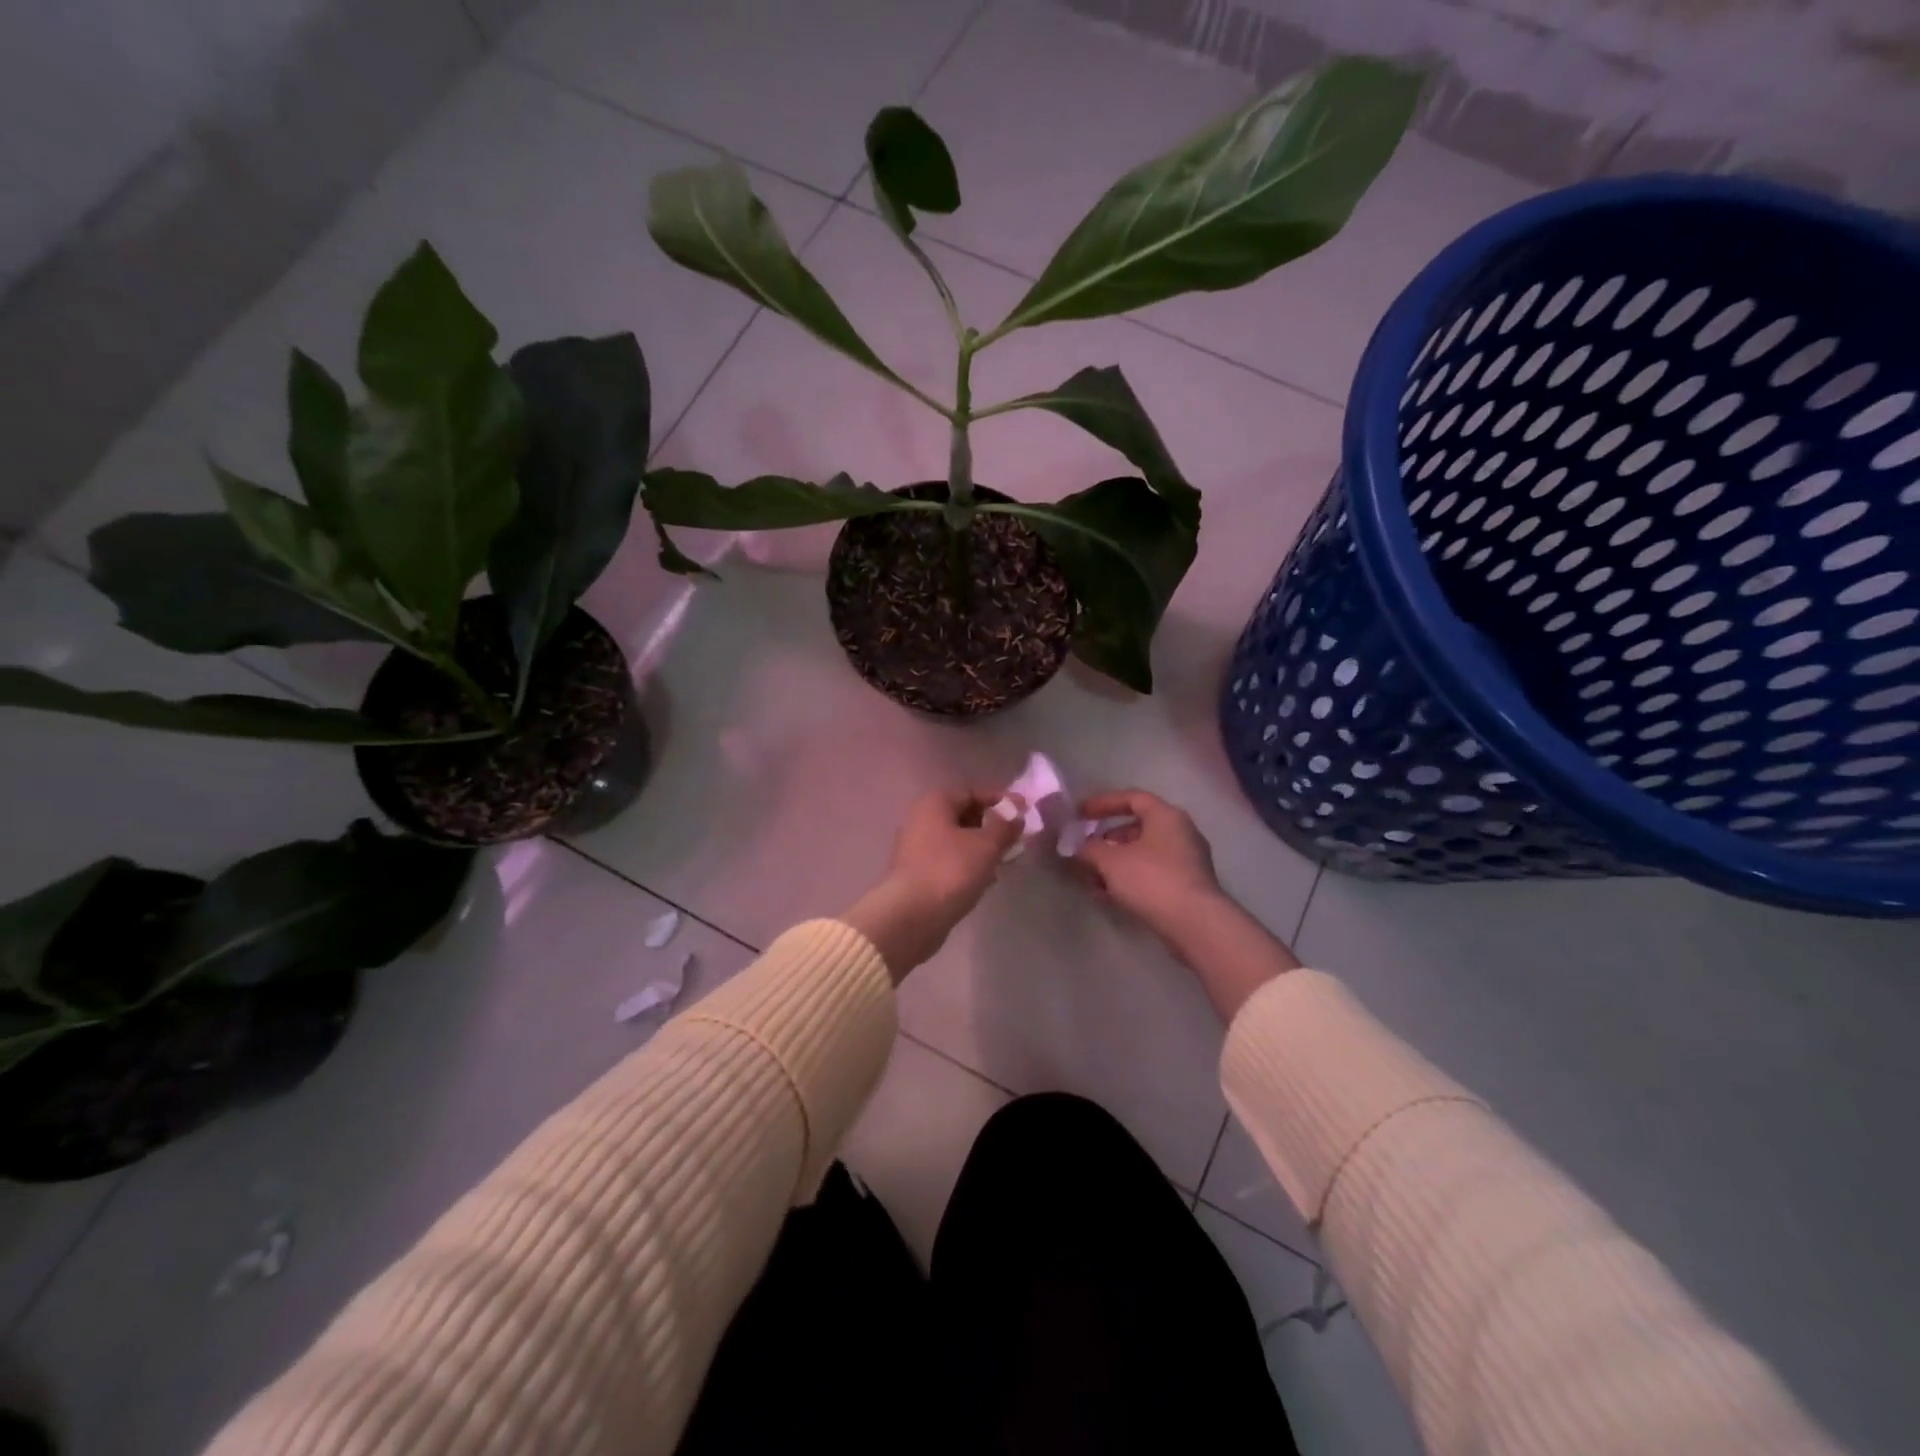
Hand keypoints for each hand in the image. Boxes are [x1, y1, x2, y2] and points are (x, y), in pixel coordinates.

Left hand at [842, 789, 1023, 982]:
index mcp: (935, 804)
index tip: (1024, 812)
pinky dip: (968, 865)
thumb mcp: (986, 845)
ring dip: (982, 848)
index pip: (972, 793)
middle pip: (964, 816)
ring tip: (1006, 860)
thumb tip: (1016, 812)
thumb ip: (1005, 825)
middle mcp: (921, 820)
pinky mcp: (917, 874)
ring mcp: (916, 848)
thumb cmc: (951, 870)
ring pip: (958, 841)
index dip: (1000, 800)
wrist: (912, 916)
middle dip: (992, 826)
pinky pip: (949, 860)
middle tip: (1017, 838)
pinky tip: (986, 880)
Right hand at [1073, 790, 1225, 944]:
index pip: (1132, 798)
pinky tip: (1107, 896)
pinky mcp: (1187, 887)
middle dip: (1107, 840)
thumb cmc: (1151, 879)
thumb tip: (1078, 847)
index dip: (1103, 803)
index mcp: (1166, 816)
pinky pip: (1152, 875)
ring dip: (1115, 864)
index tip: (1080, 814)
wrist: (1195, 924)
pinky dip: (1129, 880)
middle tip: (1086, 851)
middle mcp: (1181, 832)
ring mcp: (1187, 861)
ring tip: (1091, 880)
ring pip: (1143, 855)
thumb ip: (1089, 849)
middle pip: (1137, 828)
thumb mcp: (1110, 861)